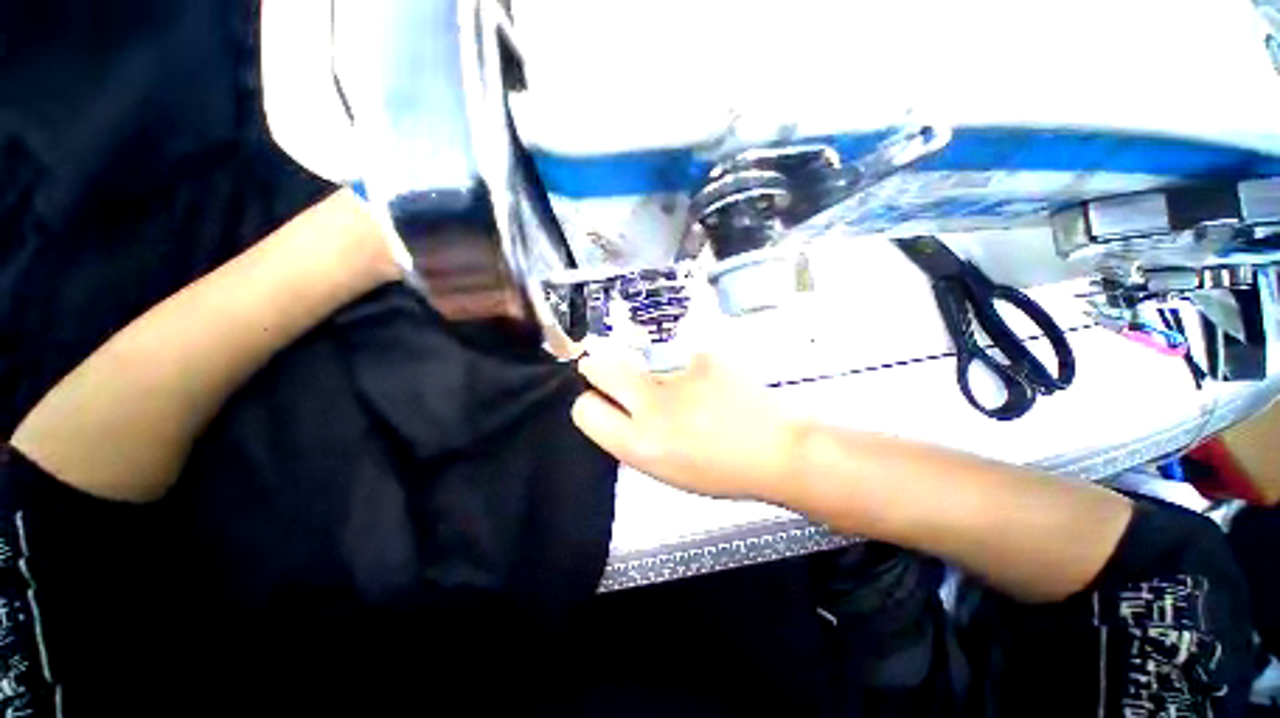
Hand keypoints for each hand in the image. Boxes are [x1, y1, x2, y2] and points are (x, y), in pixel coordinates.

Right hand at [572, 350, 803, 503]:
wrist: (777, 450)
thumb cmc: (720, 470)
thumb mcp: (664, 468)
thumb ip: (631, 437)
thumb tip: (612, 407)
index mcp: (640, 445)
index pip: (584, 409)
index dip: (590, 403)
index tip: (604, 401)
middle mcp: (652, 407)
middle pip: (598, 365)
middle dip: (599, 368)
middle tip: (622, 377)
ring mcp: (680, 375)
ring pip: (639, 359)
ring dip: (649, 371)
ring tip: (683, 390)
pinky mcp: (704, 355)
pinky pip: (678, 356)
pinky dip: (686, 367)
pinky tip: (709, 383)